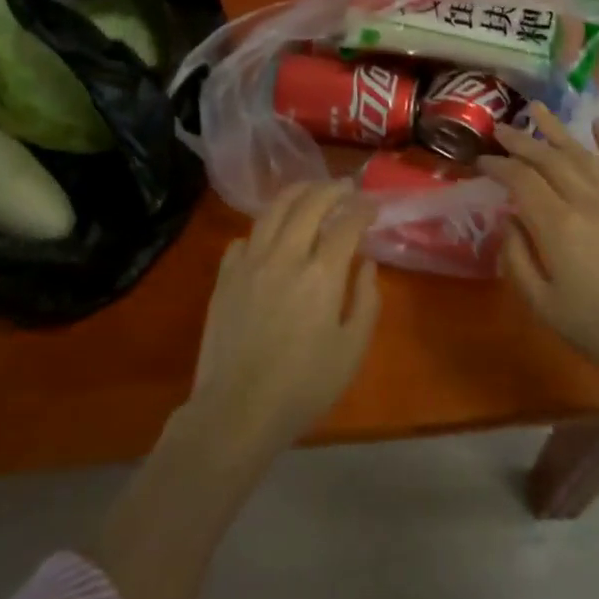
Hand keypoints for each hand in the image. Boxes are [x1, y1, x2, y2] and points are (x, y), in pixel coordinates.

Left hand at [185, 180, 382, 454]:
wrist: (237, 411)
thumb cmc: (303, 387)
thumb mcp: (351, 350)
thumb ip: (366, 301)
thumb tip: (367, 264)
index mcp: (321, 275)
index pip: (346, 224)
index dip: (363, 209)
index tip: (373, 205)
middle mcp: (285, 256)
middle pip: (309, 204)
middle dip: (332, 189)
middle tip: (345, 187)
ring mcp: (249, 263)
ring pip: (272, 211)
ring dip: (296, 193)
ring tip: (310, 190)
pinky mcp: (225, 277)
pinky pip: (244, 238)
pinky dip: (262, 227)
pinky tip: (270, 233)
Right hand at [479, 111, 598, 403]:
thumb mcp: (544, 305)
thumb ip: (518, 259)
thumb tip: (509, 221)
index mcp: (558, 226)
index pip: (521, 181)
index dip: (498, 166)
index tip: (481, 160)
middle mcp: (587, 202)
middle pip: (548, 160)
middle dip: (521, 141)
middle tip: (500, 128)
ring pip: (583, 155)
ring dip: (557, 131)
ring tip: (538, 109)